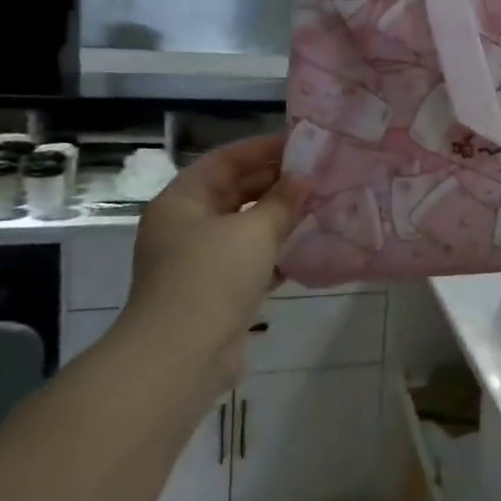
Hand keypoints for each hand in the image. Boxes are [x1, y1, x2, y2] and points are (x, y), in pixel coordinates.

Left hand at [121, 135, 307, 378]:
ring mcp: (197, 260)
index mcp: (182, 201)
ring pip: (243, 226)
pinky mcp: (214, 290)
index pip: (225, 161)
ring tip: (319, 205)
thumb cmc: (212, 277)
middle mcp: (185, 225)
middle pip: (234, 191)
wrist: (181, 356)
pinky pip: (248, 258)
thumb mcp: (254, 231)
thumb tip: (304, 179)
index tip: (302, 145)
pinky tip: (307, 246)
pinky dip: (274, 251)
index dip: (263, 149)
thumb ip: (282, 201)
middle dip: (275, 183)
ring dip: (278, 217)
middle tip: (318, 175)